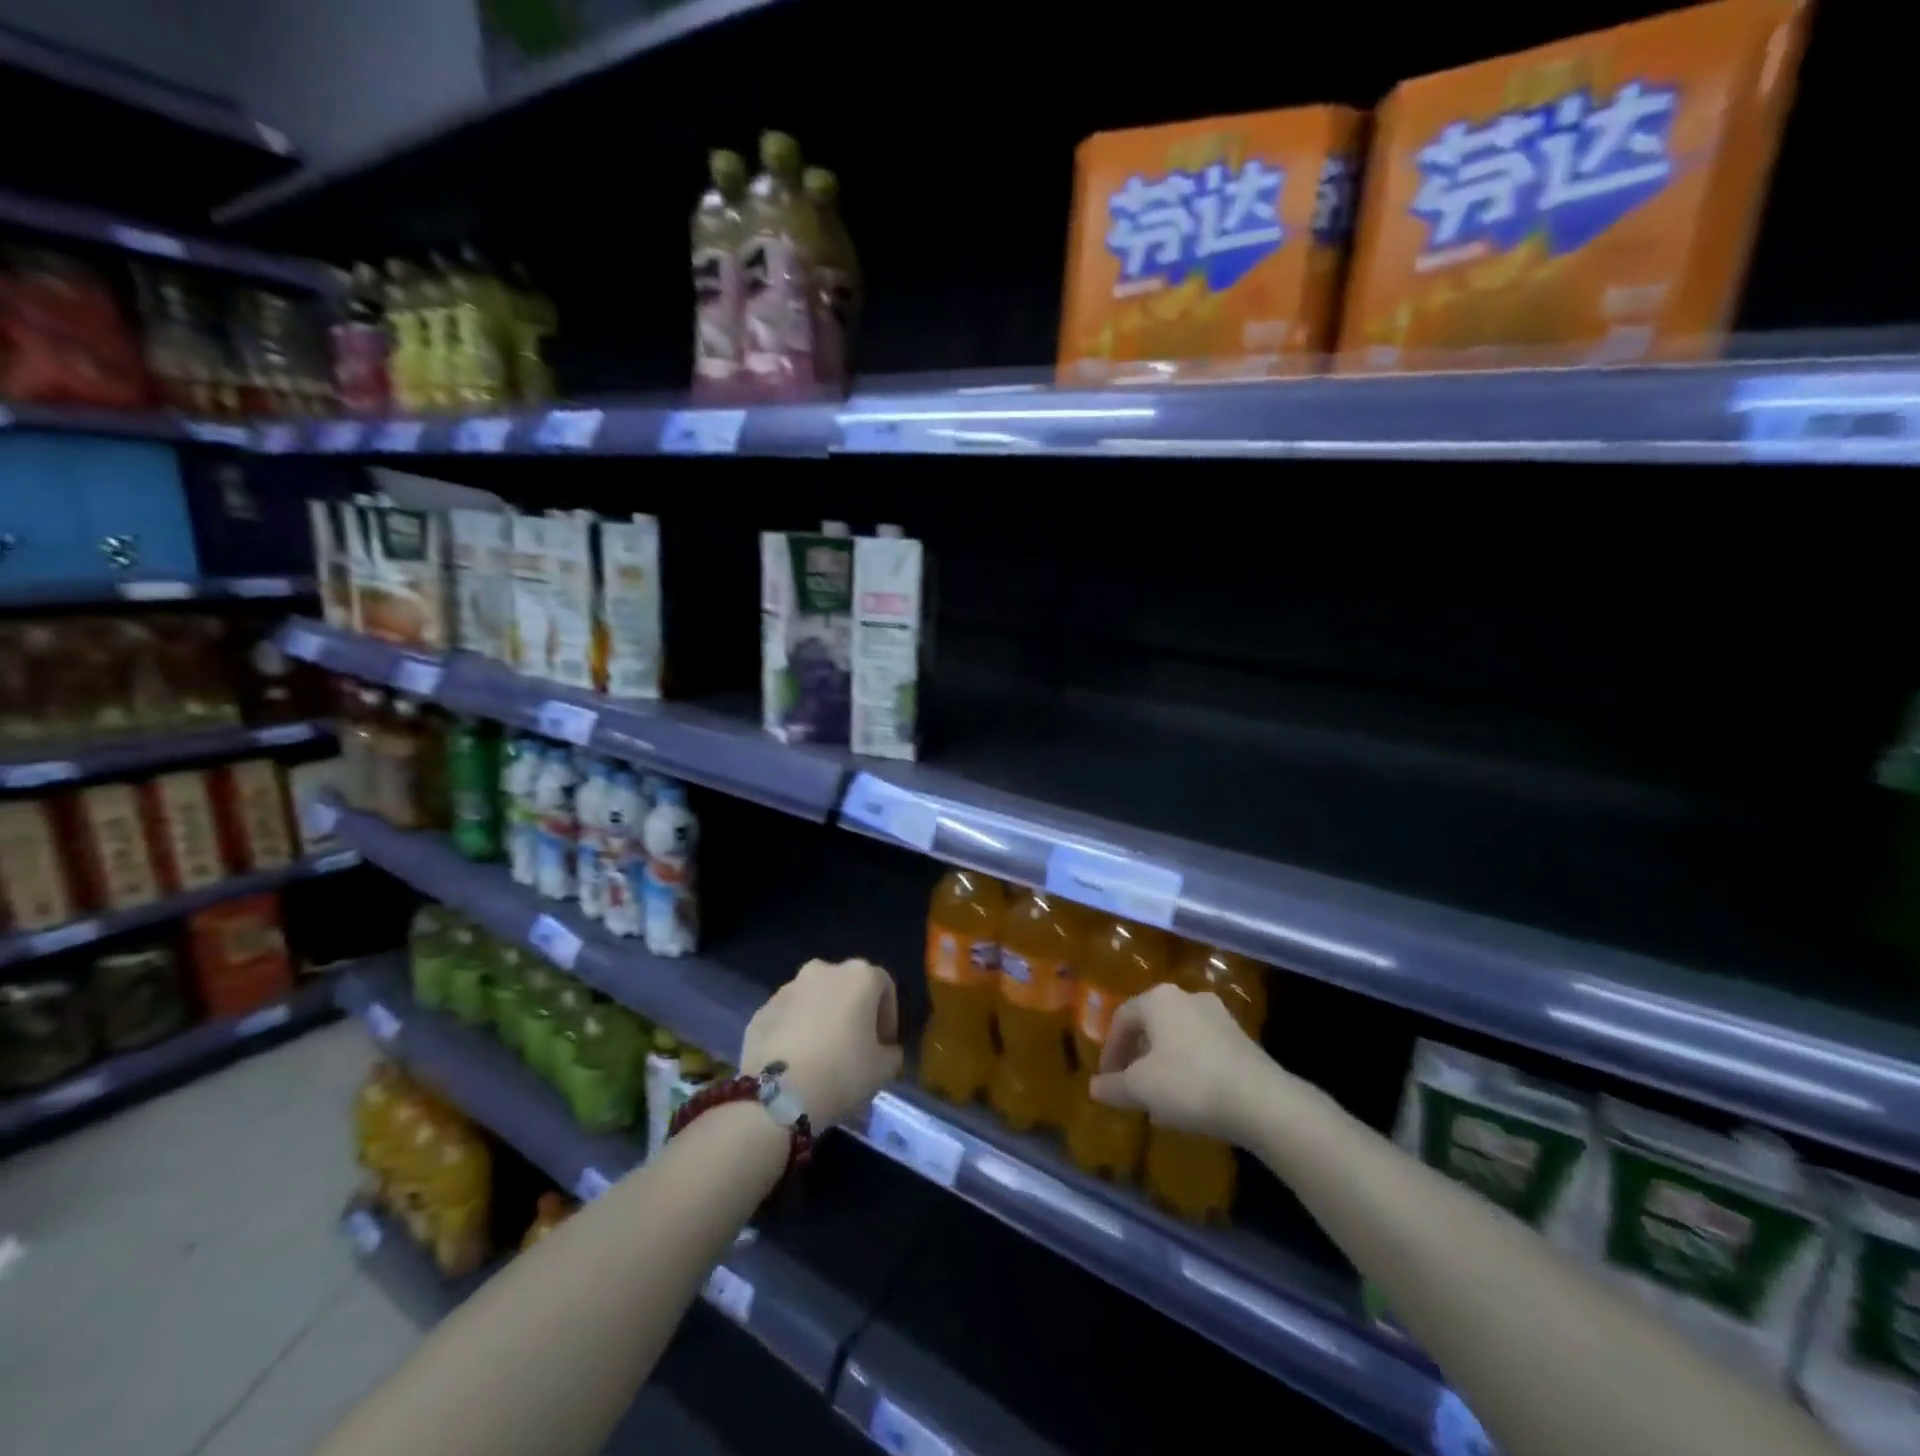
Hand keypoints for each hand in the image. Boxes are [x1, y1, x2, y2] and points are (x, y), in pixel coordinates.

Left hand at [741, 958, 903, 1128]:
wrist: (777, 1095)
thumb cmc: (841, 1073)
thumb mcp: (883, 1069)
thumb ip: (891, 1053)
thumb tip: (885, 1050)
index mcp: (859, 976)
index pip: (884, 986)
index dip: (888, 1016)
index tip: (884, 1045)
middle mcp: (823, 970)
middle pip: (846, 987)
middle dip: (853, 1012)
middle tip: (854, 1047)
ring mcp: (788, 988)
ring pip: (814, 999)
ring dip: (822, 1019)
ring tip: (822, 1056)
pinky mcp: (761, 1010)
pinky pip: (788, 1017)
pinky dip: (795, 1031)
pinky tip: (796, 1062)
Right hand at [1089, 983, 1273, 1141]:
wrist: (1261, 1100)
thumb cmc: (1189, 1083)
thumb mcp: (1141, 1089)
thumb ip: (1113, 1086)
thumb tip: (1094, 1087)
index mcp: (1158, 999)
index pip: (1122, 1018)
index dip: (1110, 1050)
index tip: (1107, 1079)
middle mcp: (1187, 996)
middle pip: (1151, 1023)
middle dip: (1137, 1054)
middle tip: (1130, 1083)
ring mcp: (1218, 1015)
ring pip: (1178, 1035)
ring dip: (1163, 1061)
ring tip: (1159, 1094)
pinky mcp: (1240, 1037)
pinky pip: (1202, 1047)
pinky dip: (1189, 1066)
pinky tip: (1190, 1095)